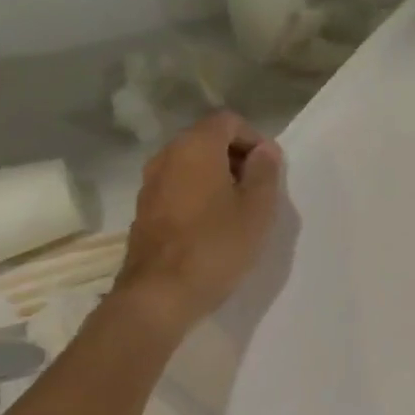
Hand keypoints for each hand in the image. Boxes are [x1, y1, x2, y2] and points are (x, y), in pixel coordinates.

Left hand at [112, 113, 282, 335]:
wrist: (160, 293)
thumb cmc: (217, 245)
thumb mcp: (257, 208)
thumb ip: (265, 172)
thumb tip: (265, 150)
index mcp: (195, 147)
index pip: (228, 121)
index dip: (255, 139)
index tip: (270, 171)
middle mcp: (167, 156)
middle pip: (207, 140)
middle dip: (237, 158)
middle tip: (259, 191)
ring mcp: (150, 183)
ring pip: (192, 165)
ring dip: (218, 178)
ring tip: (239, 211)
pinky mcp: (144, 210)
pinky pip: (179, 187)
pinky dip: (199, 195)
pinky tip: (213, 226)